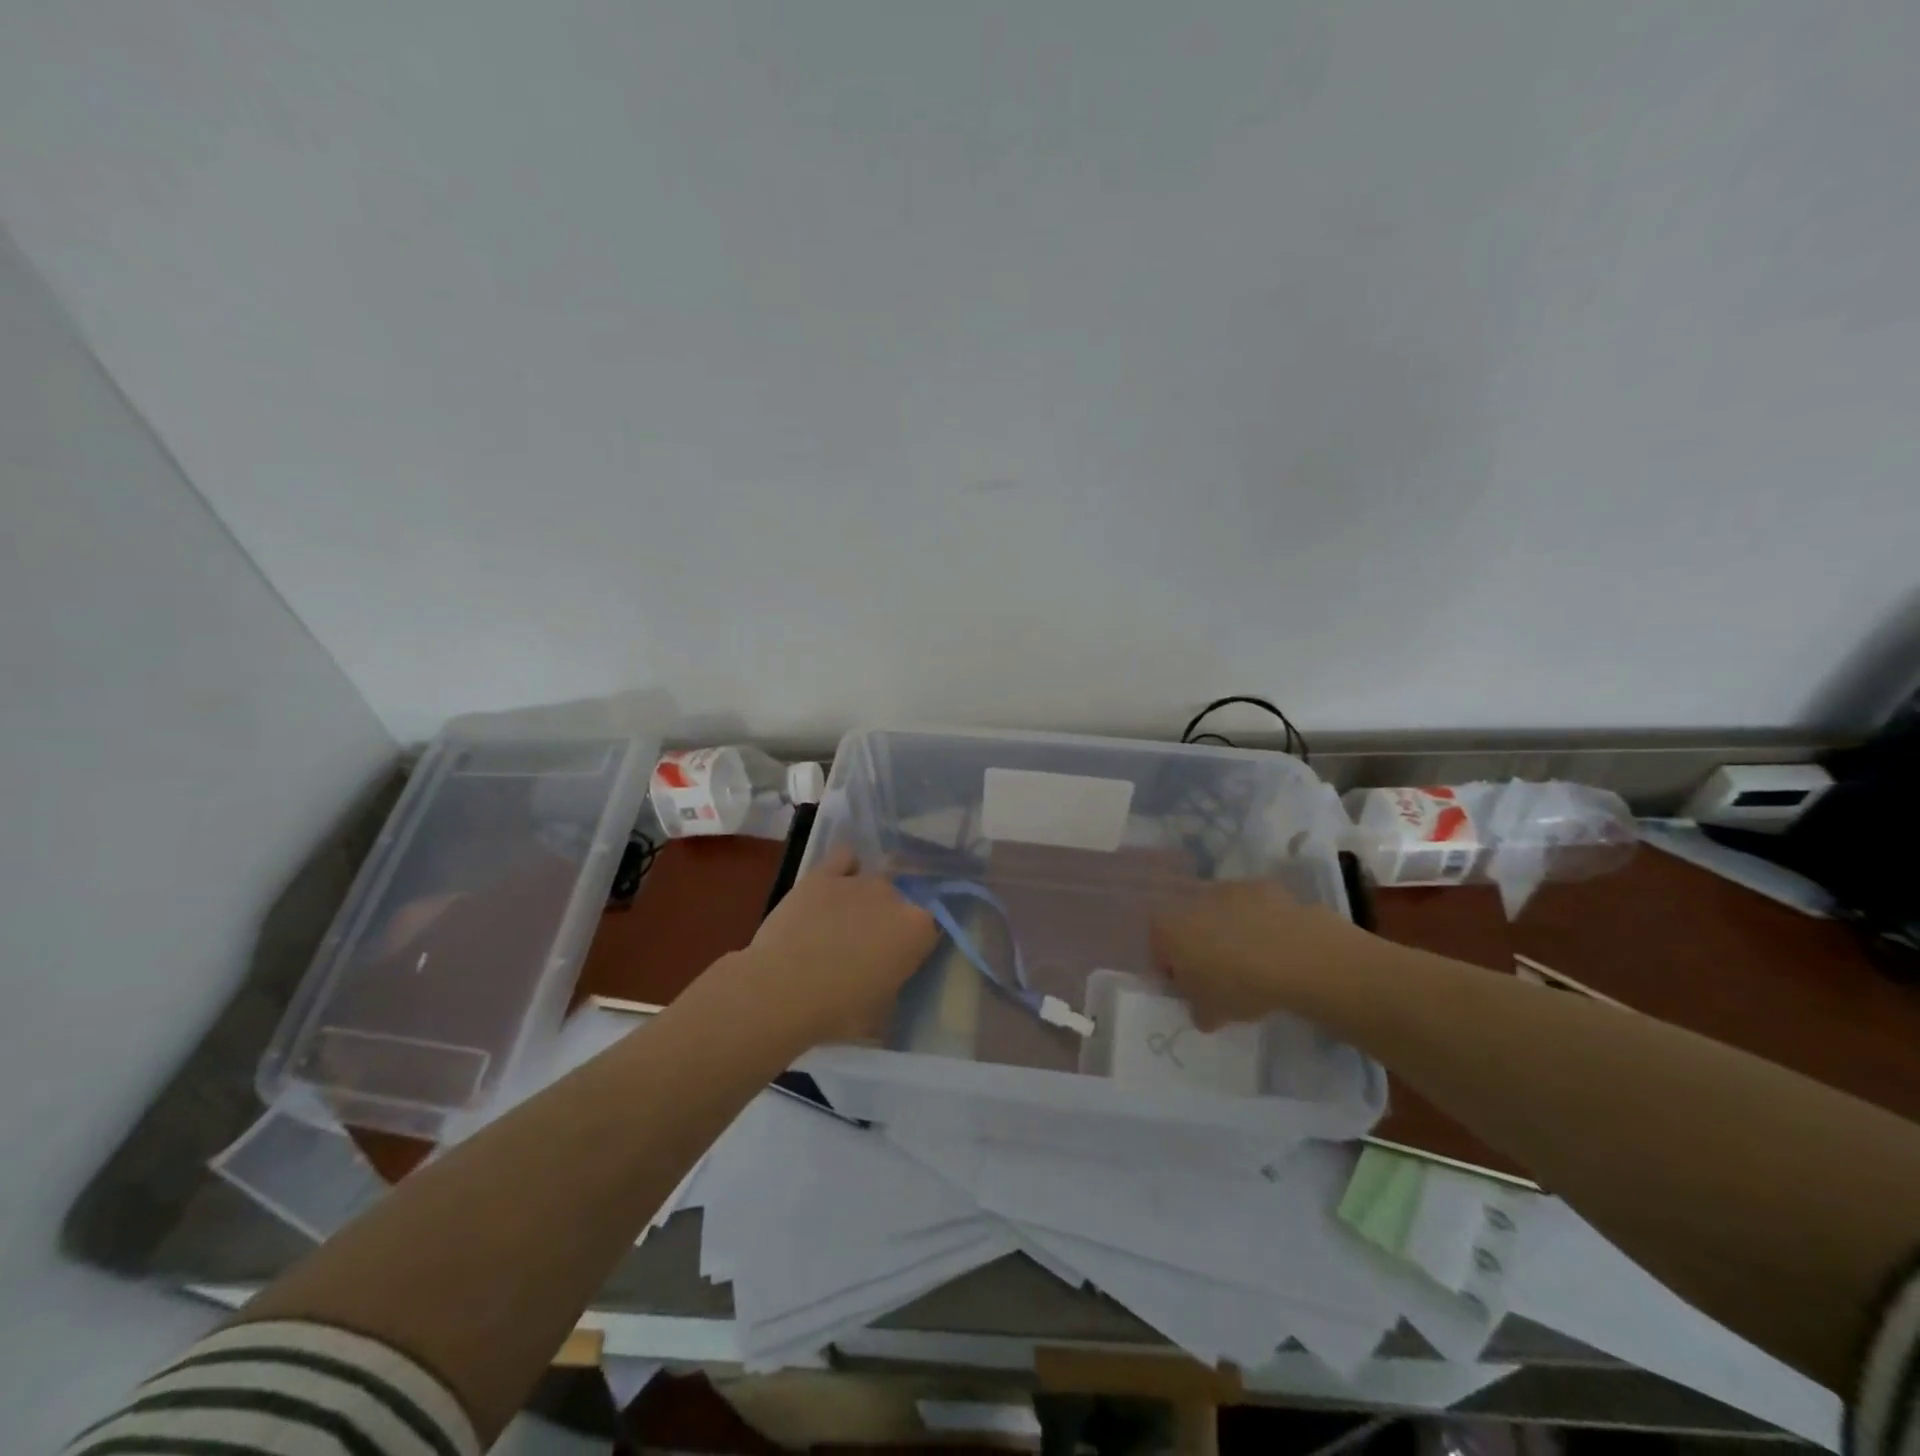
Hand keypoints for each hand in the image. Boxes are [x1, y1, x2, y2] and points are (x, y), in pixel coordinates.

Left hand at [735, 846, 938, 1049]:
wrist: (781, 991)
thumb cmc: (837, 1011)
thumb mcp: (881, 1011)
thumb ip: (893, 984)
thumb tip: (887, 978)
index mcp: (917, 930)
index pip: (928, 928)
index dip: (912, 943)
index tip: (897, 960)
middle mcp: (894, 896)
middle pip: (900, 900)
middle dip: (887, 919)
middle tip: (865, 946)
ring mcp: (858, 881)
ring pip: (873, 880)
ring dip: (865, 898)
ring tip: (842, 921)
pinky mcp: (823, 874)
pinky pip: (844, 858)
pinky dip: (845, 867)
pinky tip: (835, 885)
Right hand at [1149, 880, 1379, 1030]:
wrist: (1299, 957)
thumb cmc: (1240, 987)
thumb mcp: (1211, 1013)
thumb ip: (1197, 1008)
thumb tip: (1202, 1008)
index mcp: (1168, 929)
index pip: (1157, 947)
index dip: (1171, 968)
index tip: (1189, 987)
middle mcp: (1190, 901)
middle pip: (1186, 923)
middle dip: (1198, 944)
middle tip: (1220, 973)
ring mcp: (1228, 888)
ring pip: (1219, 912)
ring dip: (1228, 930)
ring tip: (1252, 959)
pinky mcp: (1262, 886)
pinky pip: (1253, 906)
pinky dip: (1259, 921)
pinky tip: (1277, 945)